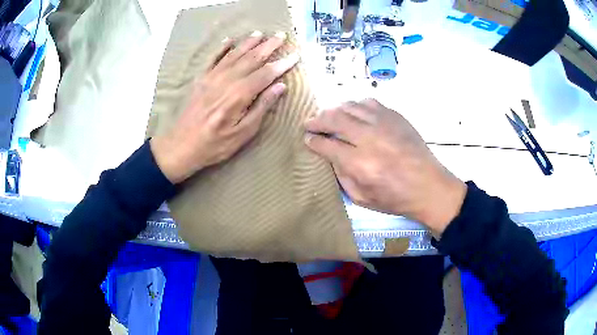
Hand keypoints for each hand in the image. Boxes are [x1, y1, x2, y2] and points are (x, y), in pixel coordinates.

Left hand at [151, 32, 298, 183]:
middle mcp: (226, 80)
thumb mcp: (243, 133)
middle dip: (268, 46)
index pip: (266, 74)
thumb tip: (279, 87)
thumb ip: (261, 107)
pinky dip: (222, 48)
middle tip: (281, 35)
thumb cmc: (215, 145)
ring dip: (248, 43)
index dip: (282, 64)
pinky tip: (230, 40)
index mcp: (239, 95)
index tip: (295, 55)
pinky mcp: (200, 79)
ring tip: (260, 34)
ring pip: (234, 54)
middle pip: (251, 58)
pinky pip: (213, 58)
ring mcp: (211, 77)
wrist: (181, 146)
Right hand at [304, 99, 466, 236]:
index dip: (312, 140)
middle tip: (309, 123)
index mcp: (360, 163)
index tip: (306, 138)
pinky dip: (356, 105)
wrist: (429, 186)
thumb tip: (331, 156)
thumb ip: (342, 176)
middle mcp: (369, 138)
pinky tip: (354, 112)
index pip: (326, 144)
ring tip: (329, 116)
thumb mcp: (362, 198)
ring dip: (335, 110)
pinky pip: (369, 102)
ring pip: (350, 106)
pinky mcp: (395, 116)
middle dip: (317, 120)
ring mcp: (383, 123)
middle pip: (335, 119)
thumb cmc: (396, 198)